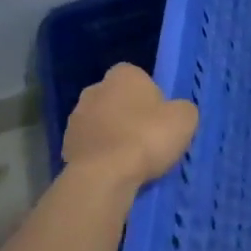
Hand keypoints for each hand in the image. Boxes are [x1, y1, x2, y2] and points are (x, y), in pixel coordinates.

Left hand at [61, 64, 197, 188]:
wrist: (105, 175)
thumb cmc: (148, 137)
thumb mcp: (185, 119)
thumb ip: (182, 108)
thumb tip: (176, 111)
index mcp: (122, 75)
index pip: (137, 77)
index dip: (150, 95)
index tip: (160, 116)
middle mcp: (94, 89)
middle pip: (117, 99)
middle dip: (128, 113)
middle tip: (147, 137)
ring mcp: (76, 118)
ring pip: (101, 122)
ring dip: (112, 134)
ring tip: (130, 158)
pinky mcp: (65, 145)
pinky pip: (90, 145)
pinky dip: (100, 154)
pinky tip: (114, 170)